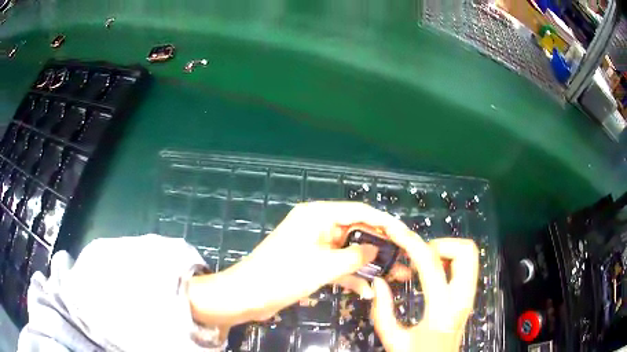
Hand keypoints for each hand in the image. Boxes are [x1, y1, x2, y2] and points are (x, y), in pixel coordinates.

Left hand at [188, 201, 410, 328]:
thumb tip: (377, 250)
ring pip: (349, 251)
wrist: (247, 296)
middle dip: (380, 247)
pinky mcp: (311, 263)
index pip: (359, 211)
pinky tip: (368, 291)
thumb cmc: (282, 275)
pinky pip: (337, 265)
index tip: (405, 234)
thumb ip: (355, 256)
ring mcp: (315, 246)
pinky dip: (351, 276)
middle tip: (403, 258)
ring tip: (395, 275)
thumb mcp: (323, 266)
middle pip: (356, 231)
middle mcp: (317, 225)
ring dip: (369, 264)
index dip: (384, 222)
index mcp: (317, 215)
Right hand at [370, 233, 478, 351]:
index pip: (431, 265)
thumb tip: (379, 282)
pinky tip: (433, 274)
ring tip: (425, 264)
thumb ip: (383, 311)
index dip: (412, 244)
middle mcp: (462, 299)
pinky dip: (450, 260)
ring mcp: (469, 297)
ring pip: (470, 255)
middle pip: (466, 251)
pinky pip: (466, 266)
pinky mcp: (469, 297)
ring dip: (447, 251)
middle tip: (418, 256)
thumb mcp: (393, 340)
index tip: (396, 233)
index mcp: (441, 312)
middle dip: (440, 244)